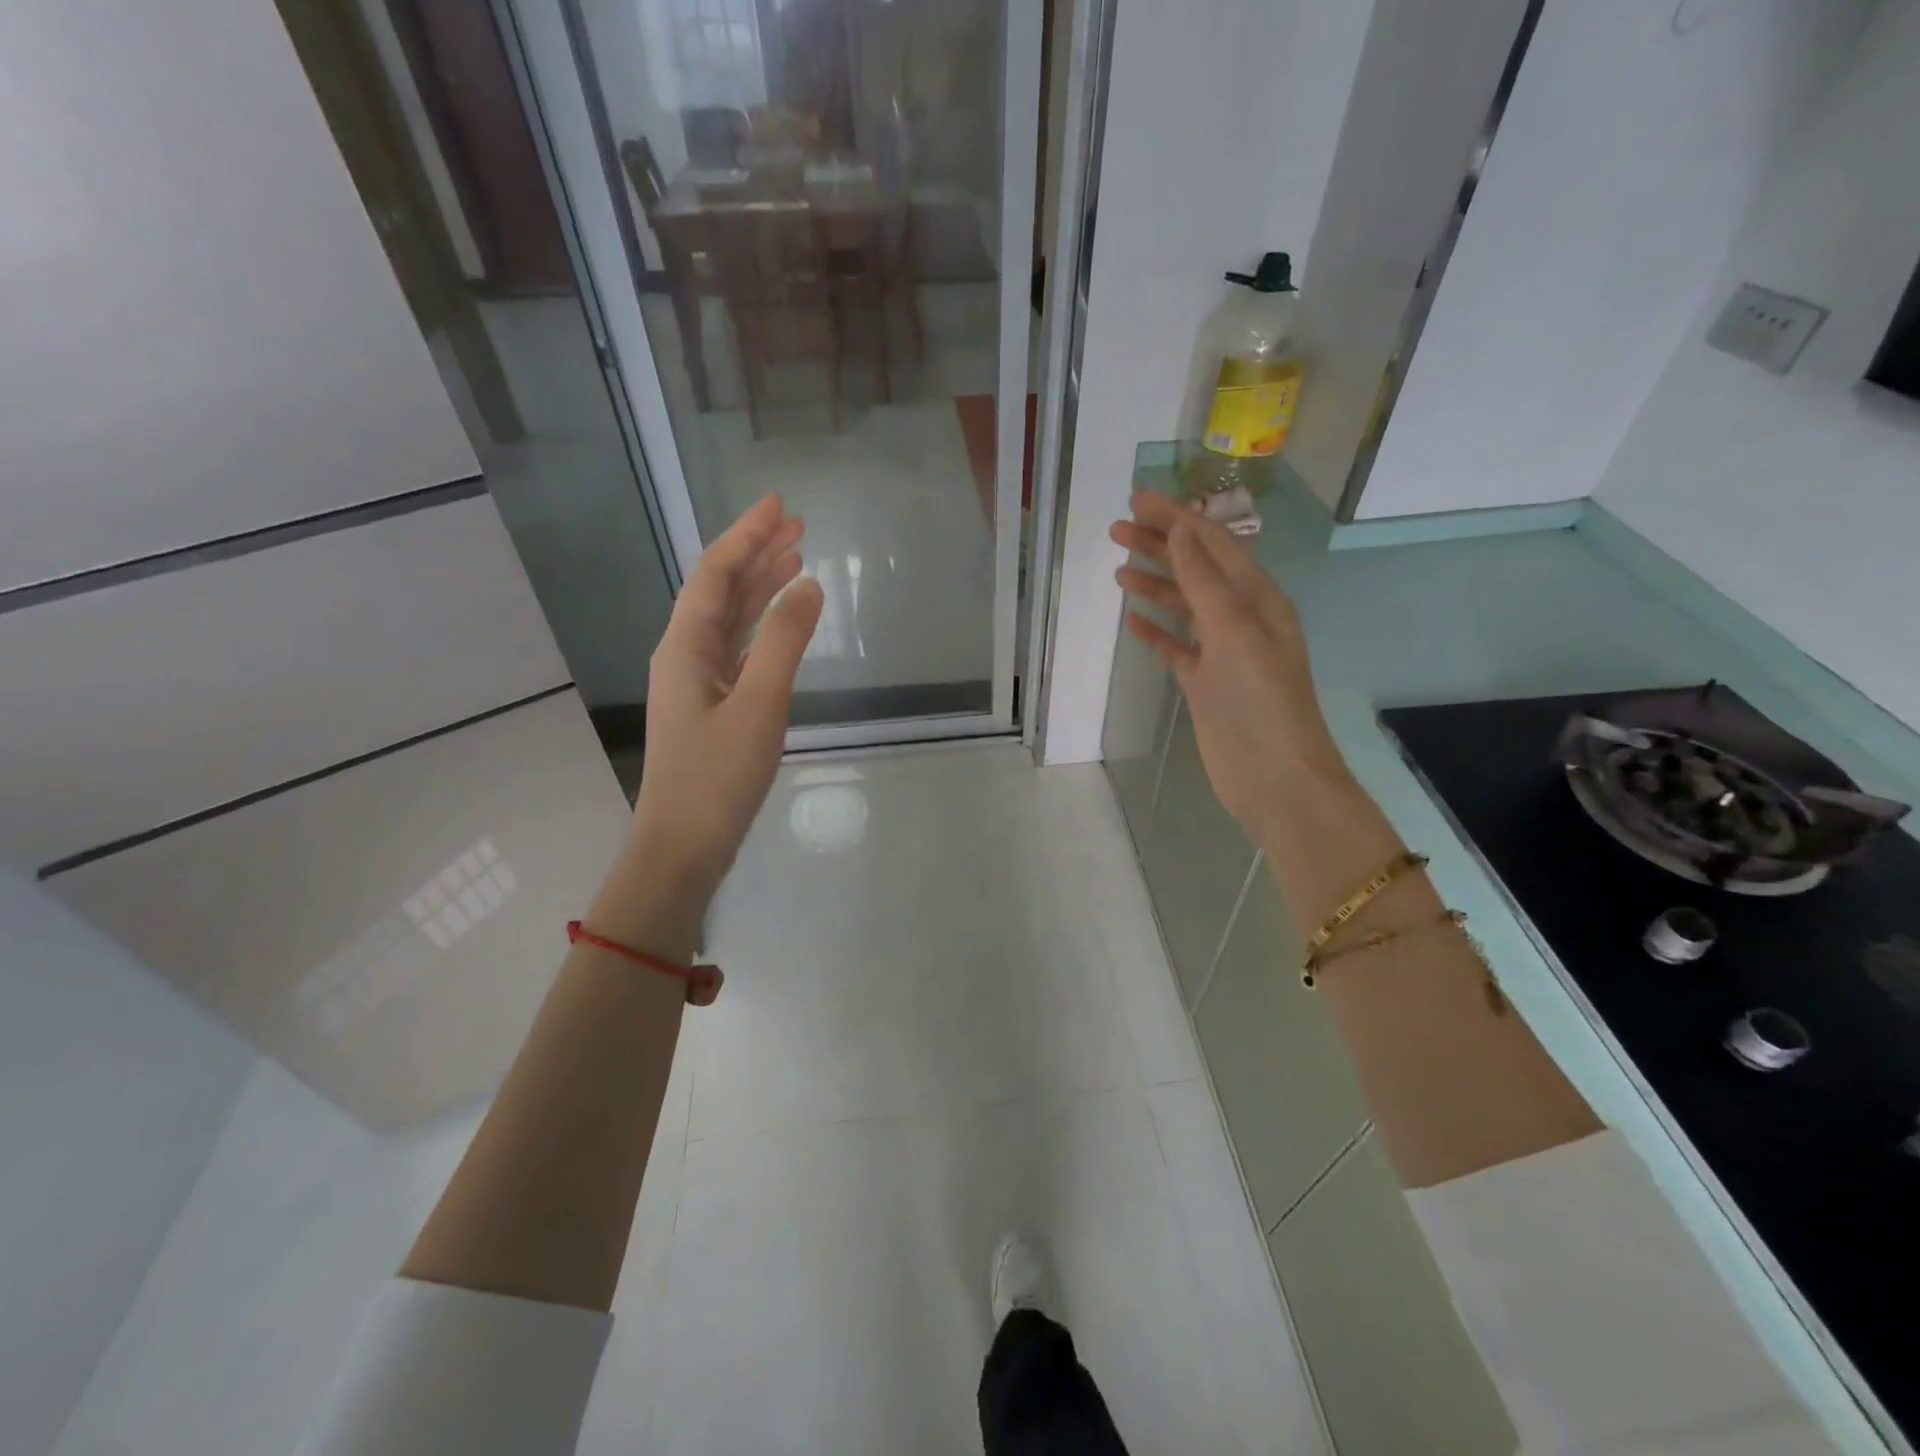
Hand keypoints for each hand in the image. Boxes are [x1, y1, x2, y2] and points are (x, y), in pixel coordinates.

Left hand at [631, 495, 823, 895]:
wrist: (684, 844)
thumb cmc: (718, 775)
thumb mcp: (759, 704)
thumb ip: (784, 642)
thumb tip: (809, 585)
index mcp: (686, 645)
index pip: (716, 573)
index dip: (747, 534)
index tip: (780, 505)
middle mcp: (686, 654)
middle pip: (722, 589)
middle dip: (757, 553)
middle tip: (798, 525)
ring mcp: (698, 681)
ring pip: (732, 619)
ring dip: (762, 587)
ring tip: (798, 558)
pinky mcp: (713, 705)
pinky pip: (739, 649)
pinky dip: (764, 628)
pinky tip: (785, 621)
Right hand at [1110, 491, 1347, 844]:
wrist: (1275, 778)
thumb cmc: (1260, 701)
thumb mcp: (1235, 632)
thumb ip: (1206, 581)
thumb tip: (1183, 528)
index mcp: (1258, 598)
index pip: (1213, 545)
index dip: (1177, 519)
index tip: (1138, 499)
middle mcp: (1241, 618)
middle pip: (1195, 569)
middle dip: (1160, 545)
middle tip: (1116, 527)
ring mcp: (1222, 652)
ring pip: (1184, 606)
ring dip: (1154, 583)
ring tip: (1118, 566)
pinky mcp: (1205, 683)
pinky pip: (1177, 647)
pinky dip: (1156, 631)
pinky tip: (1132, 621)